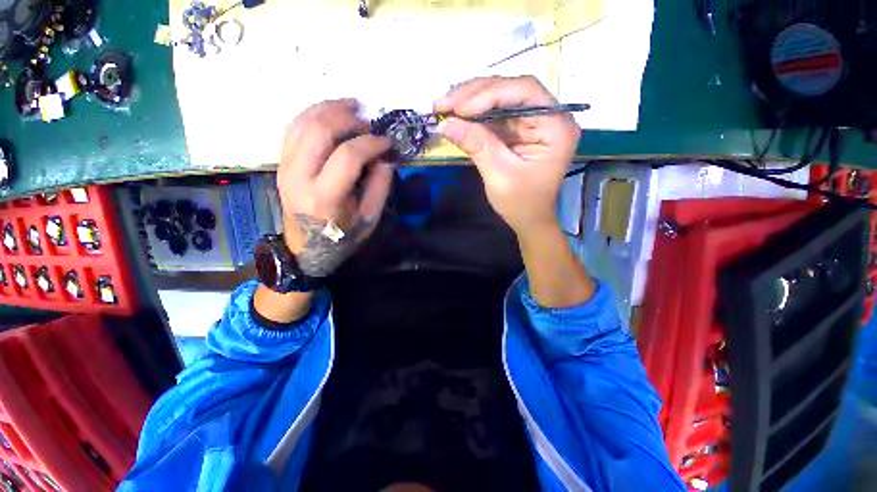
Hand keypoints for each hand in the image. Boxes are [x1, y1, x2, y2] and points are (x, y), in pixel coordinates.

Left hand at [276, 99, 393, 277]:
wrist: (306, 249)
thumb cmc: (343, 237)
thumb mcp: (370, 218)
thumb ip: (380, 185)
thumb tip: (385, 156)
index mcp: (325, 197)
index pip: (348, 155)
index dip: (371, 142)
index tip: (387, 141)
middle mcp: (299, 177)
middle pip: (319, 130)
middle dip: (347, 118)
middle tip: (367, 121)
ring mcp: (285, 167)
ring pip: (302, 123)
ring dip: (328, 109)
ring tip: (350, 106)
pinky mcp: (281, 164)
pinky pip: (293, 128)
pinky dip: (312, 115)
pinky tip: (329, 113)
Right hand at [434, 76, 580, 235]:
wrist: (528, 219)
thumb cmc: (521, 203)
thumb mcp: (499, 176)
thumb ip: (476, 145)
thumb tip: (444, 124)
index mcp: (557, 127)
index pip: (525, 92)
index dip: (490, 93)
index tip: (458, 107)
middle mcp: (549, 117)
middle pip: (511, 90)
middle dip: (473, 95)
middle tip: (442, 104)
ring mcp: (532, 122)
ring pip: (499, 99)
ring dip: (469, 101)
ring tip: (442, 107)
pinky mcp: (518, 130)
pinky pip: (493, 115)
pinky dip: (472, 115)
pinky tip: (454, 116)